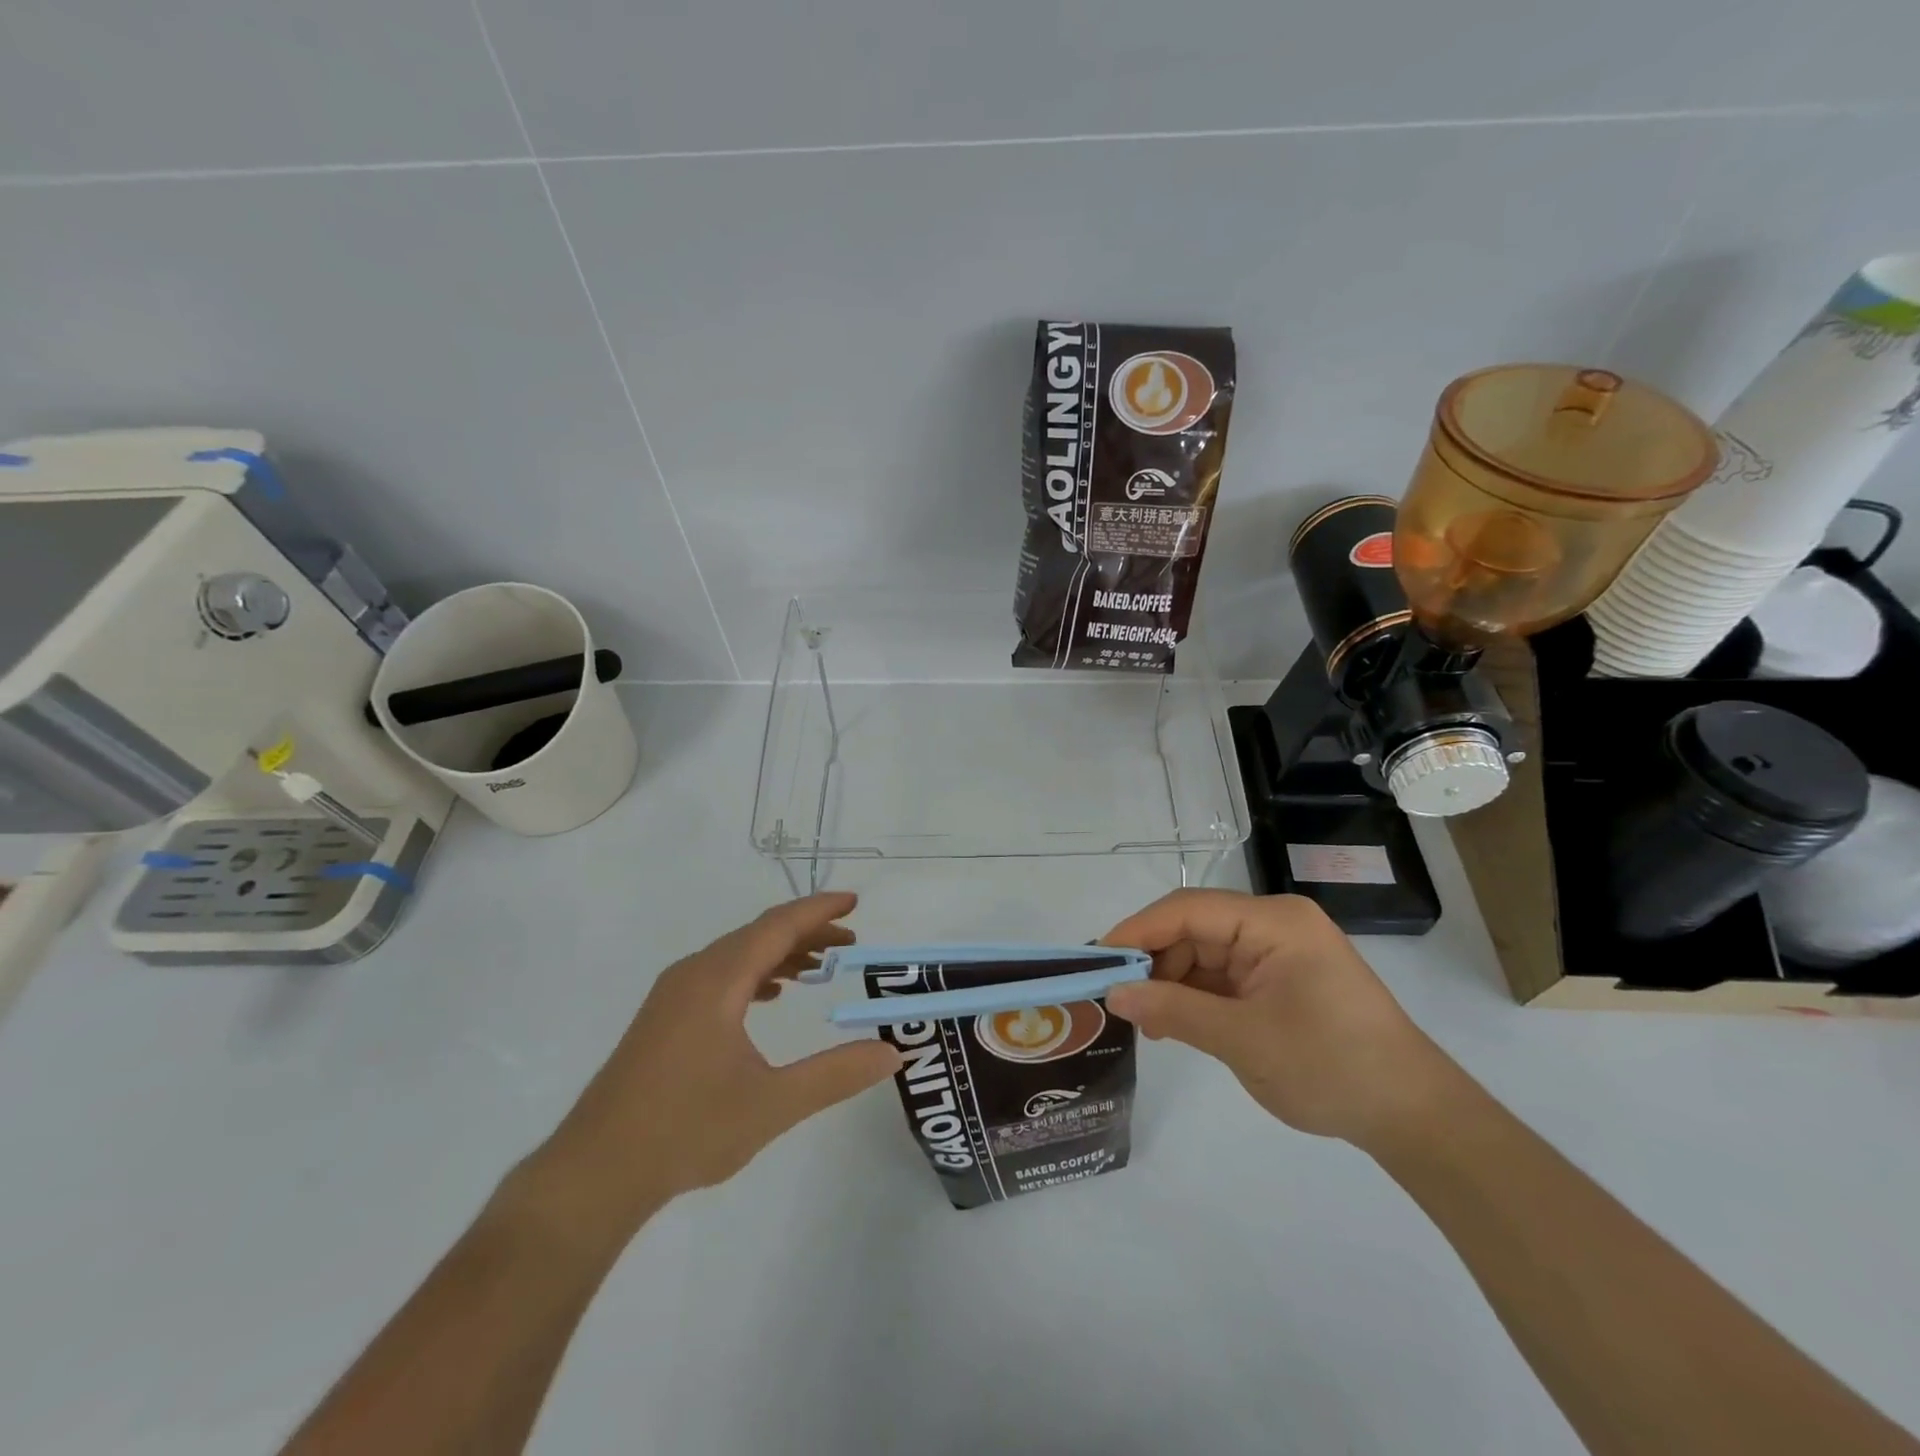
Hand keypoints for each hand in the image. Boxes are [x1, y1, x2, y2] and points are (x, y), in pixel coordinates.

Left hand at [528, 893, 901, 1242]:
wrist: (594, 1173)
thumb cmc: (686, 1131)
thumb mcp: (773, 1104)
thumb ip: (836, 1074)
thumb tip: (891, 1053)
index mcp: (717, 980)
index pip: (777, 926)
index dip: (819, 910)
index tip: (856, 902)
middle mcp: (693, 974)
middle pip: (758, 935)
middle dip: (806, 932)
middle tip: (850, 944)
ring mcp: (673, 995)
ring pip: (737, 955)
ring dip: (780, 954)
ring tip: (819, 968)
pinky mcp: (663, 1018)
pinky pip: (719, 976)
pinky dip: (754, 975)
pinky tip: (770, 998)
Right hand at [1102, 890, 1457, 1149]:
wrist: (1413, 1117)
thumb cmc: (1331, 1067)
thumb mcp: (1243, 1039)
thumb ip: (1174, 1010)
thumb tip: (1113, 993)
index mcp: (1273, 921)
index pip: (1187, 910)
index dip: (1137, 932)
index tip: (1096, 961)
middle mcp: (1273, 925)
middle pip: (1193, 929)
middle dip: (1154, 962)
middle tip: (1117, 1001)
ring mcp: (1277, 952)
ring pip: (1203, 953)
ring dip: (1172, 983)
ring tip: (1144, 1022)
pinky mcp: (1279, 980)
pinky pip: (1222, 976)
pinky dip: (1195, 997)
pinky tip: (1172, 1023)